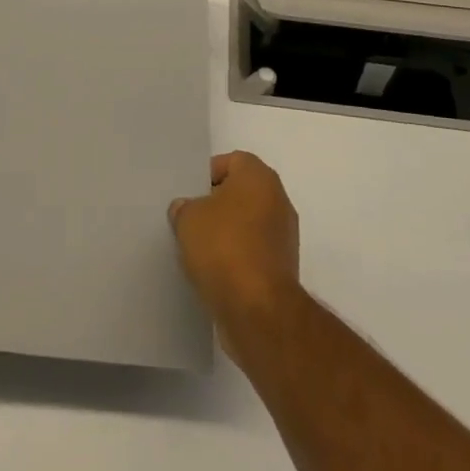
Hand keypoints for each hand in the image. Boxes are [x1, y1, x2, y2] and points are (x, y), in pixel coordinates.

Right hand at [168, 151, 300, 355]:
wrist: (258, 310)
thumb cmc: (223, 248)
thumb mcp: (188, 219)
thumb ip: (184, 207)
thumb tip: (186, 209)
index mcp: (259, 177)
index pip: (231, 161)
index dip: (207, 175)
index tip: (189, 195)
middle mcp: (278, 200)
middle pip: (241, 193)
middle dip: (216, 205)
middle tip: (190, 220)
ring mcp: (284, 236)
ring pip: (248, 224)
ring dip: (227, 234)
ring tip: (199, 250)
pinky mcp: (283, 268)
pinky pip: (254, 252)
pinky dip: (237, 258)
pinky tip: (215, 272)